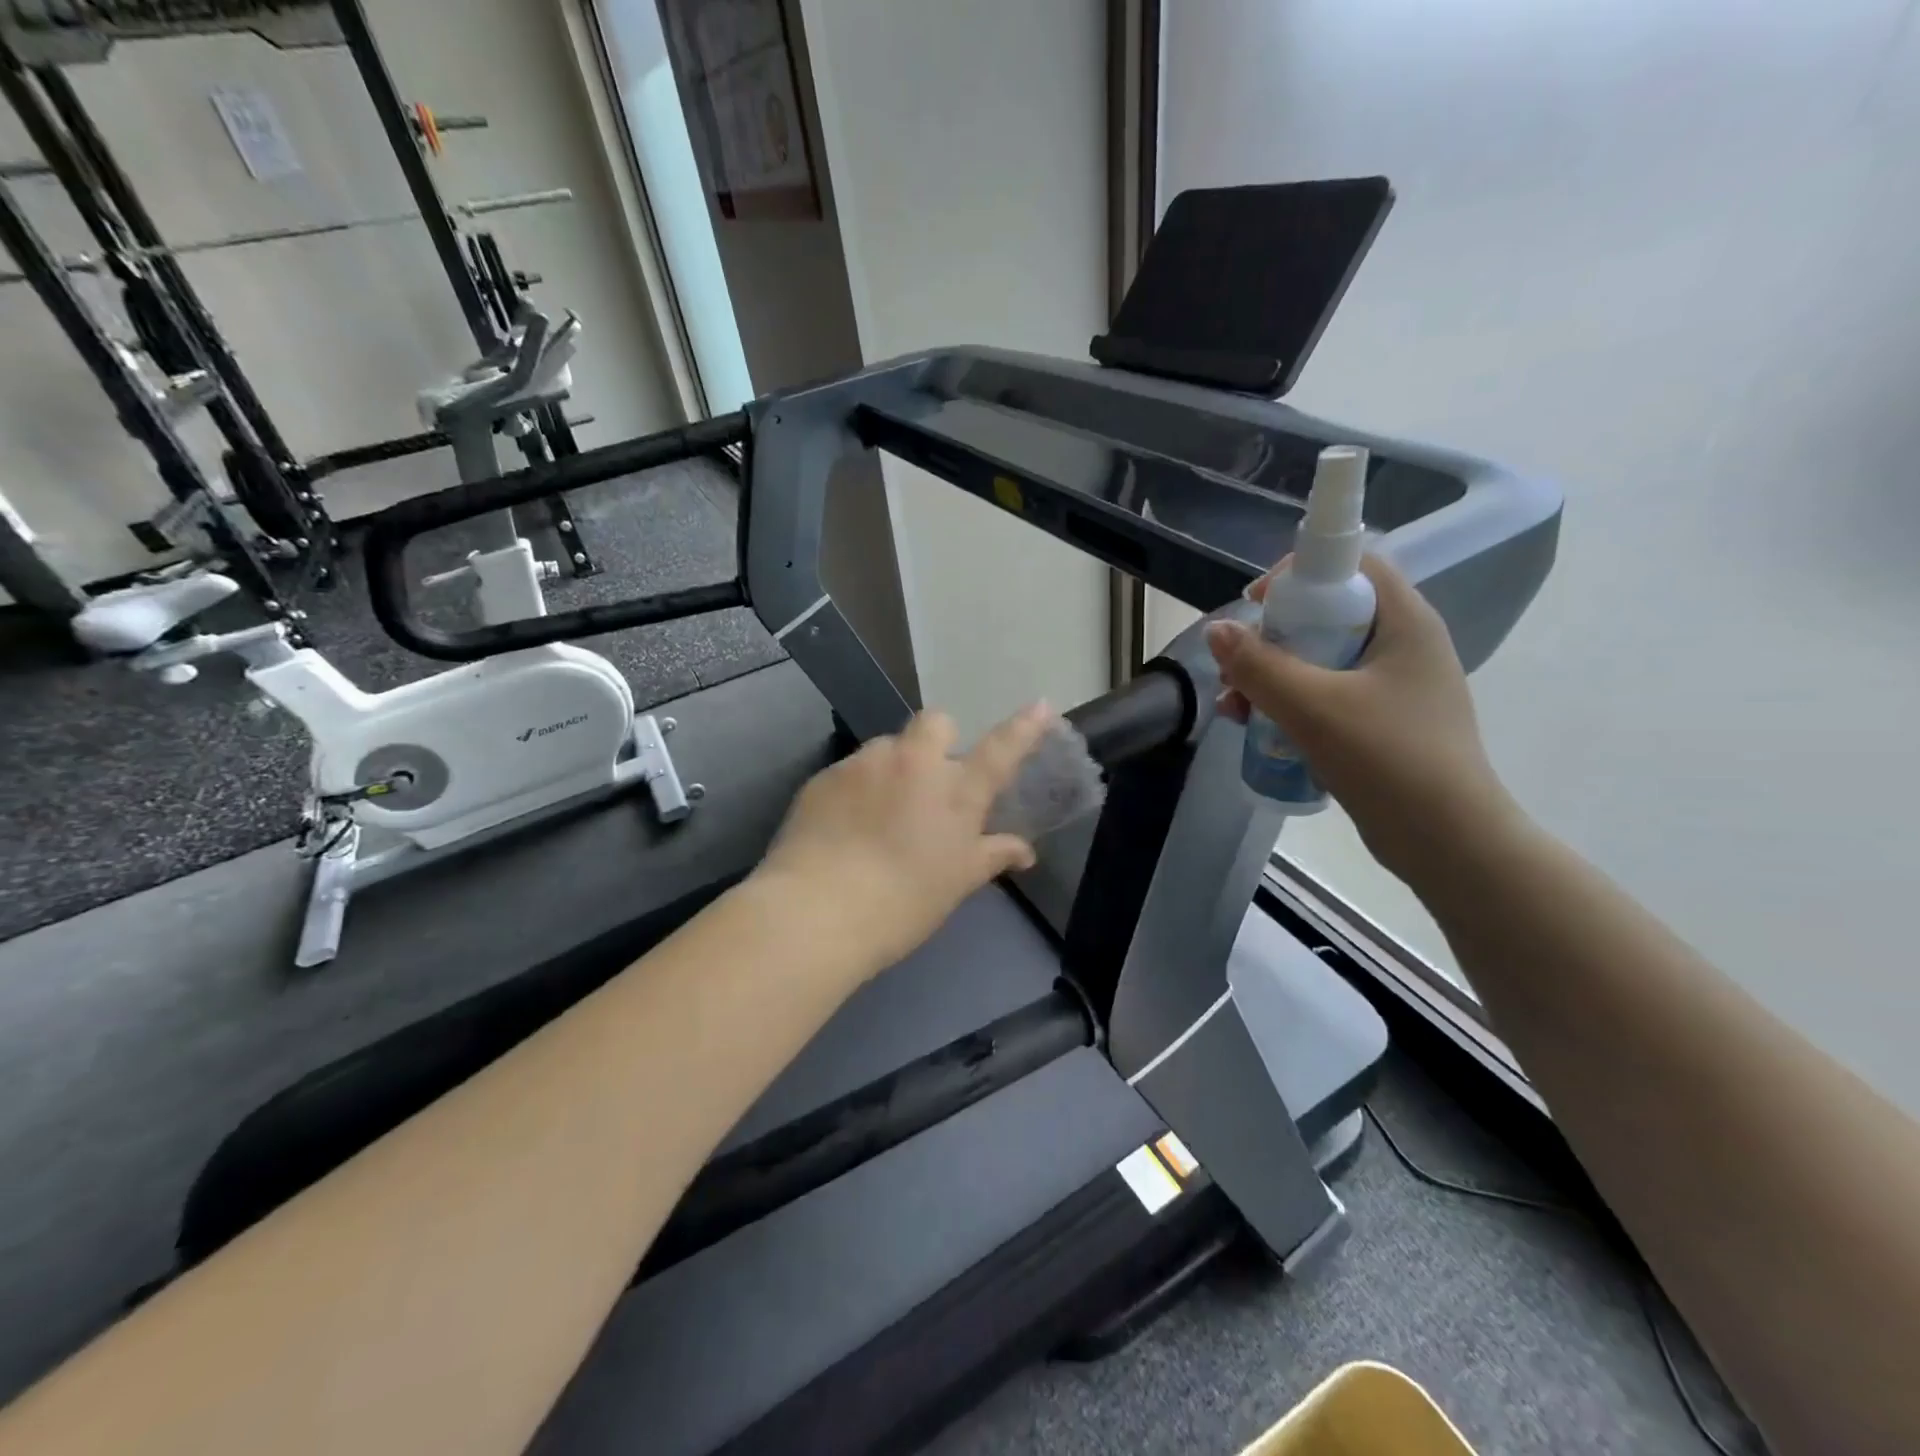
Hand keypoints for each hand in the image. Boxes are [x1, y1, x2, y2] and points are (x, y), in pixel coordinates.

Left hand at [753, 703, 1053, 977]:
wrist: (817, 911)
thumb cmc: (903, 904)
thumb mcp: (957, 883)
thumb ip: (992, 855)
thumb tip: (1025, 850)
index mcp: (956, 793)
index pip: (1001, 751)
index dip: (1023, 728)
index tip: (1041, 706)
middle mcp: (914, 764)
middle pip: (937, 722)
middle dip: (938, 740)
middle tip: (929, 781)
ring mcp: (866, 764)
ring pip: (888, 747)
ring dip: (892, 768)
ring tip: (879, 814)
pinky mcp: (826, 775)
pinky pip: (851, 770)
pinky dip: (856, 789)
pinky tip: (845, 826)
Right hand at [1206, 555, 1522, 884]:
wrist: (1447, 842)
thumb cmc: (1388, 760)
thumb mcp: (1313, 707)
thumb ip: (1260, 666)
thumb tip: (1216, 630)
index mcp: (1405, 622)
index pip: (1353, 565)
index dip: (1300, 573)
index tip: (1256, 606)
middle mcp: (1403, 645)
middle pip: (1328, 614)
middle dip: (1272, 637)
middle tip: (1238, 666)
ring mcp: (1394, 687)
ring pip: (1321, 659)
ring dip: (1271, 676)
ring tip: (1235, 707)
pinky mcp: (1382, 723)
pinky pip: (1326, 695)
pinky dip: (1289, 704)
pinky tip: (1256, 728)